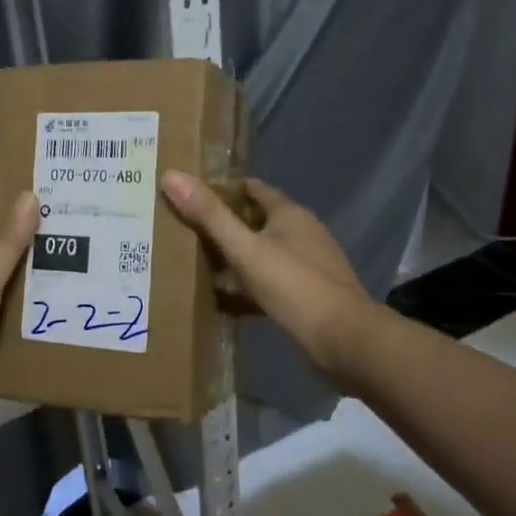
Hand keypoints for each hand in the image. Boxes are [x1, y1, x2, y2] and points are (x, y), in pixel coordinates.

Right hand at [160, 172, 371, 390]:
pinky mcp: (308, 295)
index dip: (223, 189)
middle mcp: (302, 233)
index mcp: (290, 214)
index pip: (253, 189)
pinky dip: (248, 286)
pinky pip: (270, 282)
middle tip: (185, 233)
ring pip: (263, 254)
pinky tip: (226, 298)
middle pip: (257, 222)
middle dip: (225, 226)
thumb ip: (209, 216)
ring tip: (197, 266)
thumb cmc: (294, 286)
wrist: (345, 340)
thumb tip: (171, 175)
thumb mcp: (245, 249)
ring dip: (236, 258)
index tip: (191, 196)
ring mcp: (308, 266)